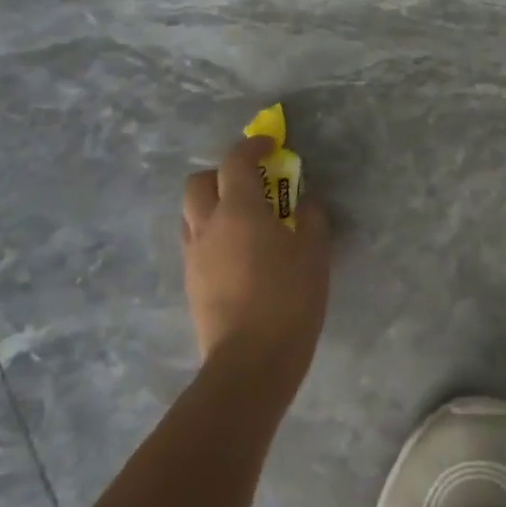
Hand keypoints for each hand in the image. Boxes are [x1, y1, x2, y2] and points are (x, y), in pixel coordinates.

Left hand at [180, 136, 330, 393]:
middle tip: (249, 182)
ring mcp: (194, 256)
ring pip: (192, 214)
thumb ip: (310, 218)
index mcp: (239, 210)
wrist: (251, 361)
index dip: (251, 146)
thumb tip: (303, 204)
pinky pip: (196, 243)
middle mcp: (208, 226)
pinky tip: (239, 254)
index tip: (269, 145)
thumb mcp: (314, 252)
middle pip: (198, 182)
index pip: (235, 162)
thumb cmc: (289, 298)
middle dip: (221, 173)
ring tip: (244, 220)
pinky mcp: (191, 283)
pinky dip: (213, 234)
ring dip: (213, 204)